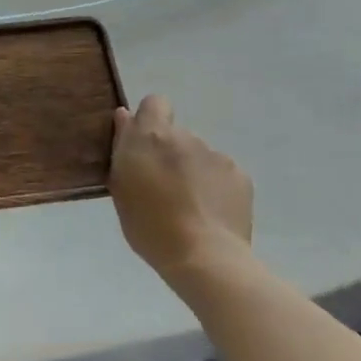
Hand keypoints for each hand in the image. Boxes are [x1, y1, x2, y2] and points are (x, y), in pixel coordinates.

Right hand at [109, 95, 252, 285]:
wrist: (204, 257)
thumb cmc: (149, 226)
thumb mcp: (120, 187)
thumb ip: (123, 146)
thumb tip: (125, 116)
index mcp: (151, 136)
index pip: (154, 103)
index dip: (150, 119)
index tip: (144, 145)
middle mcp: (184, 136)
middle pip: (176, 135)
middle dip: (170, 153)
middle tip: (164, 186)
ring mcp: (215, 154)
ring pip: (199, 155)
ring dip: (193, 171)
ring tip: (190, 206)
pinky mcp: (239, 175)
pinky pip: (221, 173)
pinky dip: (215, 187)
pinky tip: (211, 213)